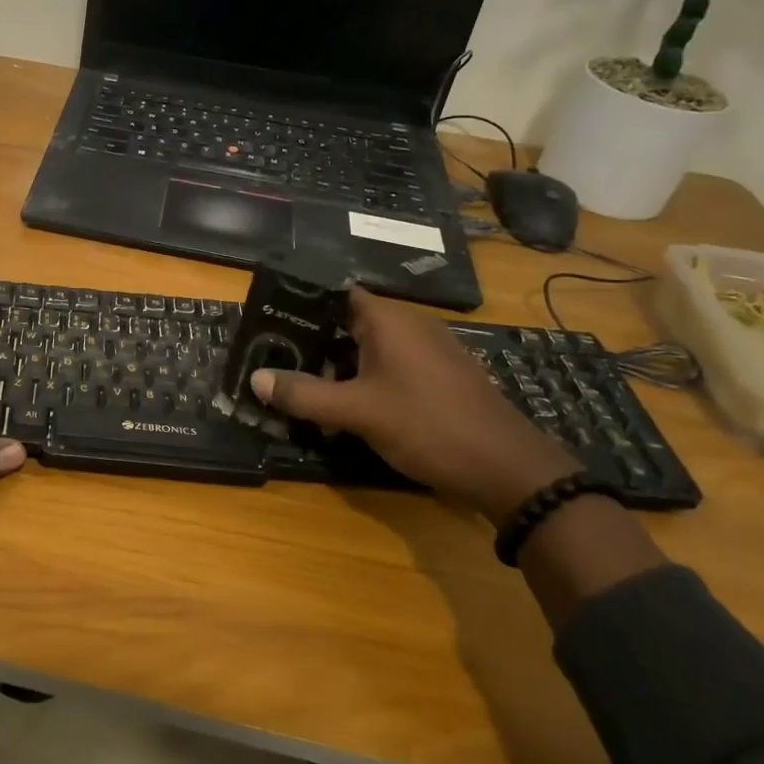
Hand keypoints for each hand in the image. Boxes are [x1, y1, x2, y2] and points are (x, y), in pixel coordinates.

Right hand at [251, 287, 575, 522]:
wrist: (508, 470)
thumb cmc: (428, 426)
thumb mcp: (358, 412)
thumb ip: (304, 395)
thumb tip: (255, 379)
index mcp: (389, 320)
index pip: (334, 293)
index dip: (300, 303)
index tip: (267, 320)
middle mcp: (409, 326)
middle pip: (347, 321)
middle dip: (311, 339)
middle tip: (272, 356)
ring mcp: (428, 351)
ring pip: (367, 347)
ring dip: (335, 363)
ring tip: (298, 381)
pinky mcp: (438, 377)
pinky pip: (388, 366)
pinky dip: (361, 378)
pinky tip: (342, 403)